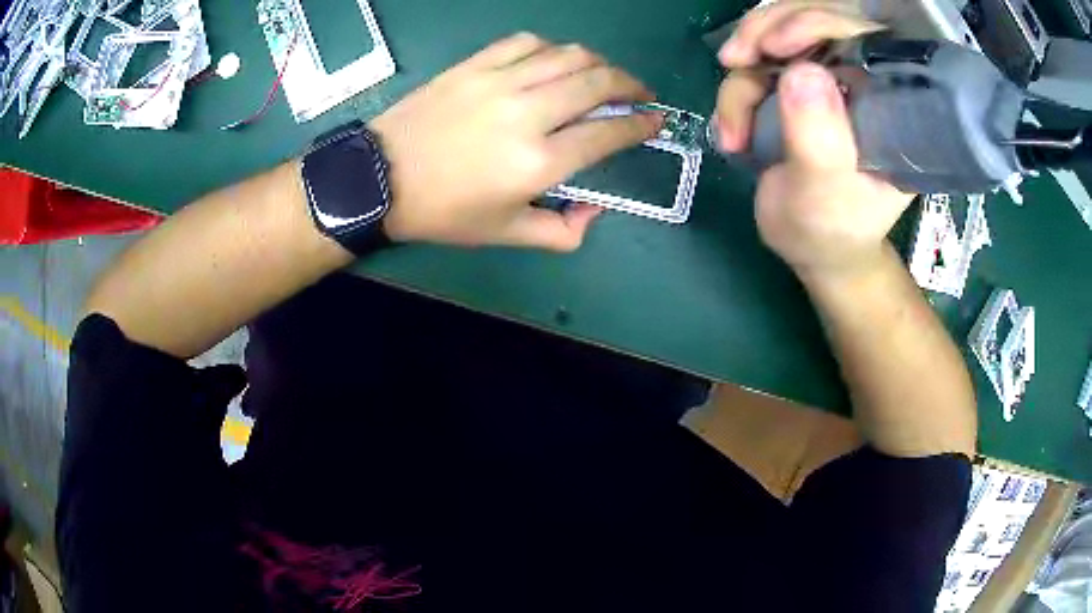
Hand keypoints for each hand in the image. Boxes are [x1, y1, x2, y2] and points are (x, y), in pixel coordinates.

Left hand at [371, 33, 661, 251]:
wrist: (380, 180)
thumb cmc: (442, 212)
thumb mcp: (504, 236)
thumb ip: (561, 231)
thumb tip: (595, 211)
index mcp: (539, 162)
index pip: (608, 134)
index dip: (641, 125)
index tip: (656, 121)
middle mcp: (528, 113)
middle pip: (598, 83)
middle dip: (630, 85)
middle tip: (639, 93)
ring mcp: (499, 82)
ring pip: (568, 55)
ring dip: (597, 62)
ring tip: (603, 75)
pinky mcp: (475, 66)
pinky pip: (526, 42)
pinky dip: (551, 48)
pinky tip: (553, 61)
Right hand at [712, 5, 913, 278]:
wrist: (810, 247)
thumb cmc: (831, 232)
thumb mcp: (826, 197)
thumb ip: (819, 139)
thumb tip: (802, 71)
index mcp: (890, 105)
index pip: (864, 38)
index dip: (819, 24)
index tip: (777, 44)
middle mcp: (861, 80)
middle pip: (815, 19)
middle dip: (768, 32)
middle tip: (736, 60)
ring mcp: (825, 79)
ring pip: (777, 36)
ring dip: (744, 73)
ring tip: (733, 125)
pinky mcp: (795, 86)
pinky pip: (757, 63)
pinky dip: (735, 92)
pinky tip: (732, 132)